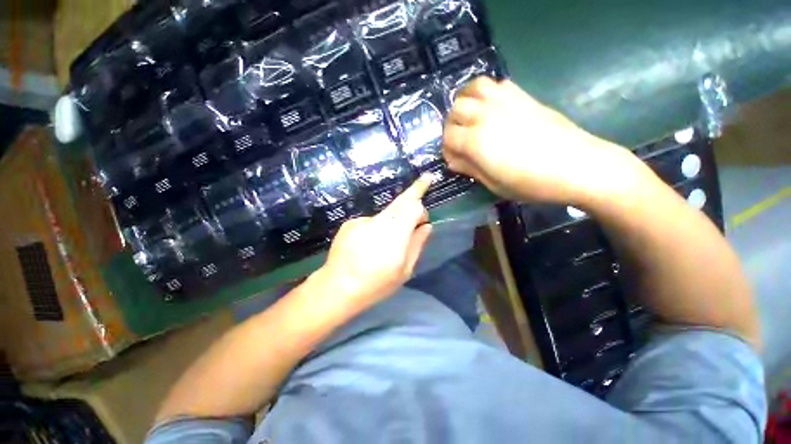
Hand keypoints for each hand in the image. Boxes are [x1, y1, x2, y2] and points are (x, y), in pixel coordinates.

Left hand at [317, 174, 433, 313]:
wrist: (337, 287)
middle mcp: (379, 221)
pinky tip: (369, 245)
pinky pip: (371, 221)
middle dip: (414, 190)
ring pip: (386, 212)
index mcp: (395, 234)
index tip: (425, 207)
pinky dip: (376, 228)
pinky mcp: (350, 223)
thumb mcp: (404, 270)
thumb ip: (417, 244)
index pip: (412, 206)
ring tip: (386, 243)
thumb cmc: (376, 284)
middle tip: (425, 179)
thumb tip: (427, 226)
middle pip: (400, 200)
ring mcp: (362, 220)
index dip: (421, 203)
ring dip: (394, 220)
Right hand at [442, 77, 638, 204]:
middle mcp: (485, 116)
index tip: (454, 158)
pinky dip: (486, 92)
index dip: (447, 148)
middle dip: (452, 125)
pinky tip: (491, 107)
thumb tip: (454, 160)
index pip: (447, 137)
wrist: (576, 165)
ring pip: (472, 88)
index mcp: (476, 142)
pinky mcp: (521, 95)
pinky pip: (495, 84)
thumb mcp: (494, 184)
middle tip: (460, 138)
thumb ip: (470, 169)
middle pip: (455, 109)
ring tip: (470, 116)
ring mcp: (504, 101)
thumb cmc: (532, 183)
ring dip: (465, 101)